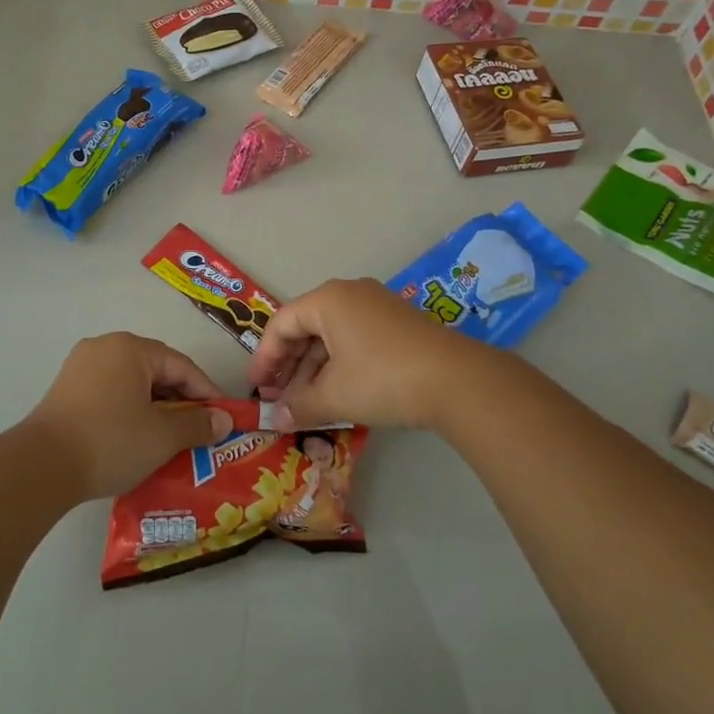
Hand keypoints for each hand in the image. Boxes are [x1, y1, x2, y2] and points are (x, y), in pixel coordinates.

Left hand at [22, 333, 231, 500]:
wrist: (41, 466)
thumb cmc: (110, 441)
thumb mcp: (162, 436)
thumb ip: (197, 424)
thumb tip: (224, 420)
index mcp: (130, 348)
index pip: (181, 366)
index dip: (206, 392)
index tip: (223, 419)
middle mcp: (104, 347)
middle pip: (155, 371)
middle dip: (180, 401)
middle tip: (198, 431)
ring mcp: (80, 367)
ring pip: (132, 383)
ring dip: (155, 408)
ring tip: (170, 439)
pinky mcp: (65, 390)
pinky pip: (110, 393)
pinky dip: (129, 411)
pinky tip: (137, 438)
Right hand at [246, 278, 494, 430]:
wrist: (458, 381)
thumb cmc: (383, 379)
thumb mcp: (335, 396)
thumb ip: (299, 405)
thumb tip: (277, 420)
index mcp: (328, 300)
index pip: (281, 323)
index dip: (264, 358)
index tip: (256, 389)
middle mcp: (350, 294)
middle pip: (306, 327)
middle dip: (289, 366)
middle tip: (277, 398)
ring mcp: (377, 307)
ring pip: (331, 336)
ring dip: (313, 370)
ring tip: (304, 404)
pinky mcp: (397, 325)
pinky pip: (354, 340)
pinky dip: (339, 366)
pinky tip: (336, 395)